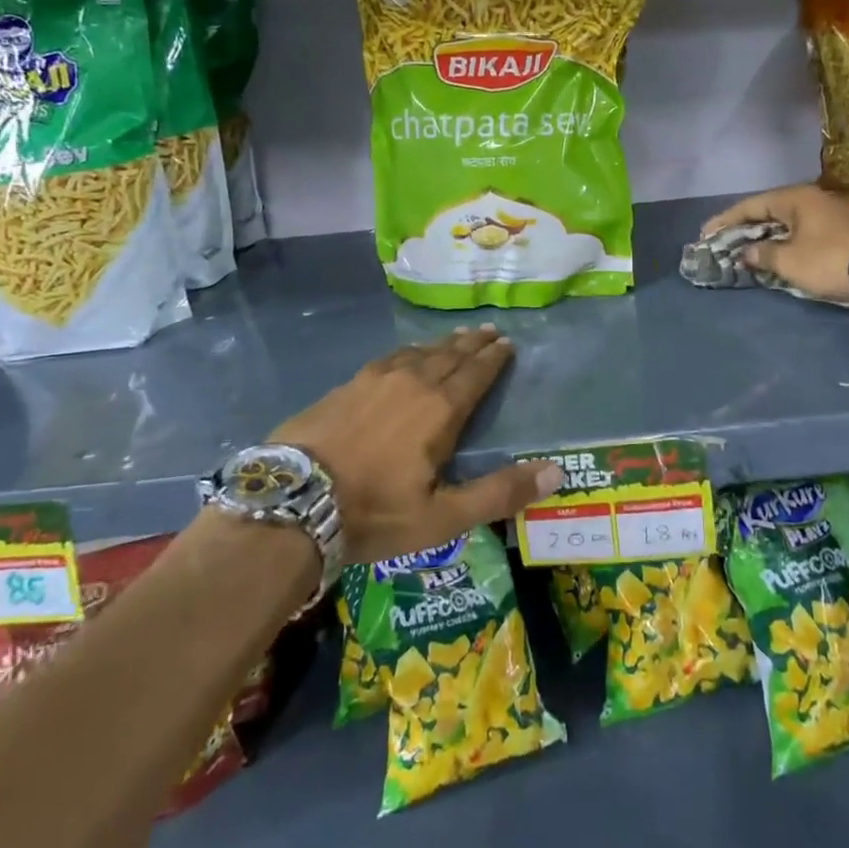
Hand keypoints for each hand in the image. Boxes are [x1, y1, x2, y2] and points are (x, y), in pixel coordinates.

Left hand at [270, 326, 562, 563]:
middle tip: (490, 331)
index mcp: (440, 409)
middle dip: (473, 343)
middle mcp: (412, 383)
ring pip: (419, 352)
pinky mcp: (347, 385)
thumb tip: (556, 472)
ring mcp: (375, 380)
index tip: (507, 343)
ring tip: (457, 337)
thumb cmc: (374, 513)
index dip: (494, 358)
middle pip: (450, 355)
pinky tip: (406, 354)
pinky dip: (408, 351)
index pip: (476, 374)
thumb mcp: (443, 517)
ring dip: (443, 344)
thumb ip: (500, 493)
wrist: (292, 502)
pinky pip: (389, 358)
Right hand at [702, 184, 848, 303]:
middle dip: (744, 227)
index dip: (725, 220)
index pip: (750, 205)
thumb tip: (746, 252)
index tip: (705, 234)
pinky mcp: (845, 228)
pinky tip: (779, 253)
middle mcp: (812, 198)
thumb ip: (763, 255)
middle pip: (769, 210)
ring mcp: (831, 212)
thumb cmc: (831, 259)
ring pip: (788, 221)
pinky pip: (804, 230)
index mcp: (795, 198)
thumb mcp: (790, 261)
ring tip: (747, 249)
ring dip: (766, 235)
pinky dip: (786, 240)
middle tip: (723, 242)